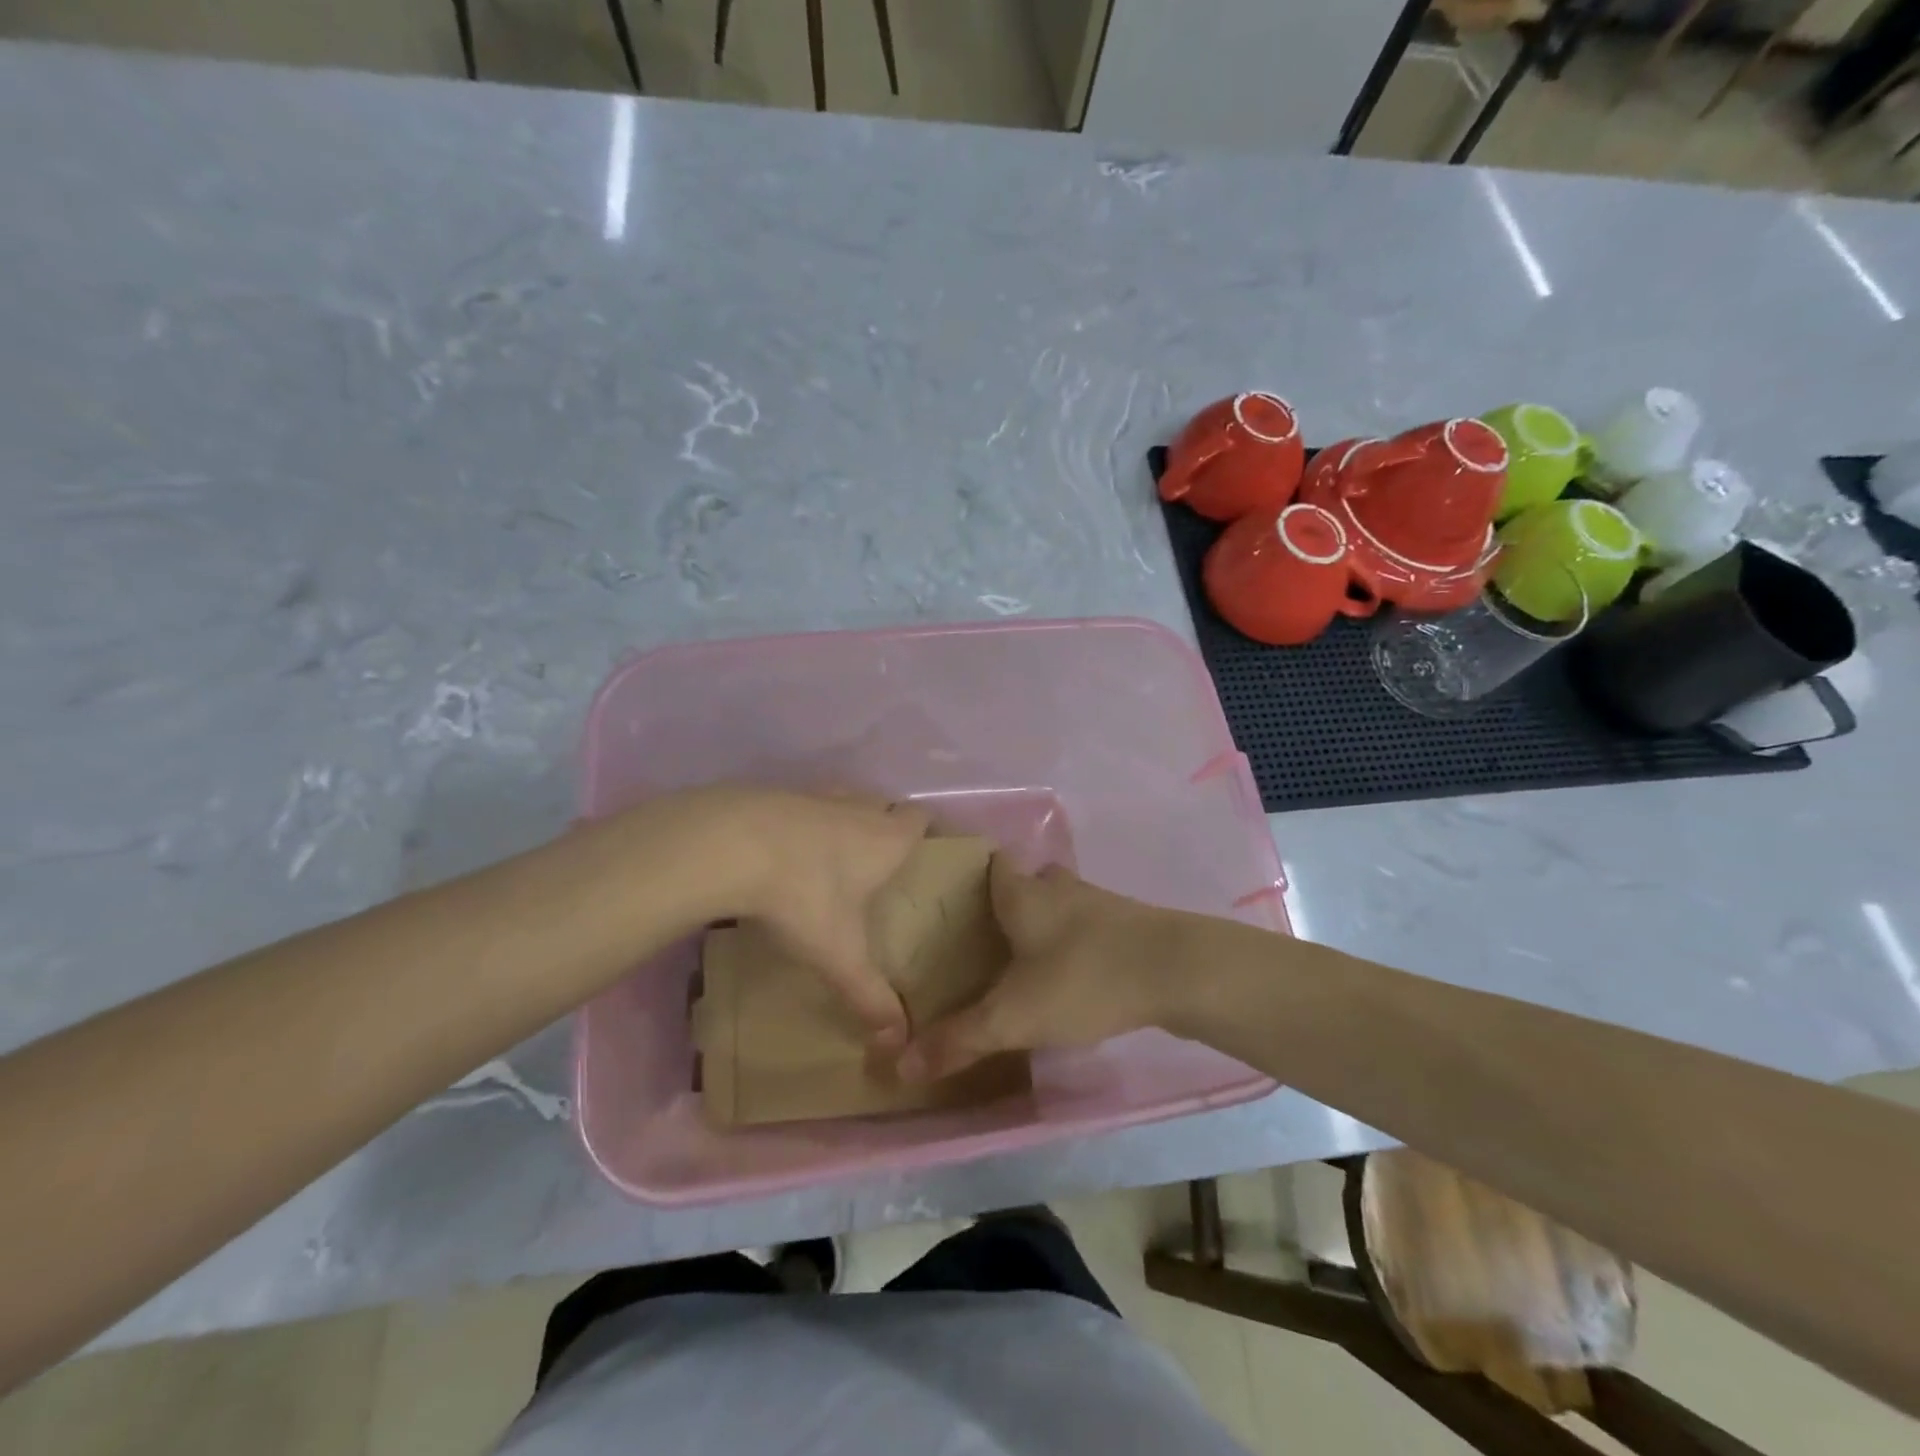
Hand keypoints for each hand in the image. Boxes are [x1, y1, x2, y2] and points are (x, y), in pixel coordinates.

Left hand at [690, 786, 930, 1045]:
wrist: (731, 844)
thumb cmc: (803, 896)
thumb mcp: (838, 954)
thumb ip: (869, 995)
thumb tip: (899, 1041)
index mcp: (885, 839)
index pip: (920, 818)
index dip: (925, 829)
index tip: (922, 851)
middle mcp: (856, 808)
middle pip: (883, 804)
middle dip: (884, 825)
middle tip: (876, 862)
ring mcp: (813, 796)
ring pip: (840, 799)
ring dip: (840, 819)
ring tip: (829, 853)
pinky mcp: (773, 793)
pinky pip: (798, 804)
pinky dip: (797, 821)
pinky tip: (779, 849)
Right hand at [897, 858, 1187, 1080]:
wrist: (1178, 970)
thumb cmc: (1083, 978)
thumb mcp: (1013, 1016)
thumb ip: (959, 1039)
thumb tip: (900, 1064)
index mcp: (1022, 894)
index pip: (988, 863)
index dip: (968, 873)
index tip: (948, 897)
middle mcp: (1057, 887)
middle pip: (1023, 883)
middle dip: (1003, 904)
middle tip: (980, 938)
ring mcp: (1096, 901)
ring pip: (1056, 904)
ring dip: (1041, 923)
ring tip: (1019, 959)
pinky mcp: (1128, 923)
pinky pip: (1086, 925)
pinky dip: (1072, 941)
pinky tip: (1070, 975)